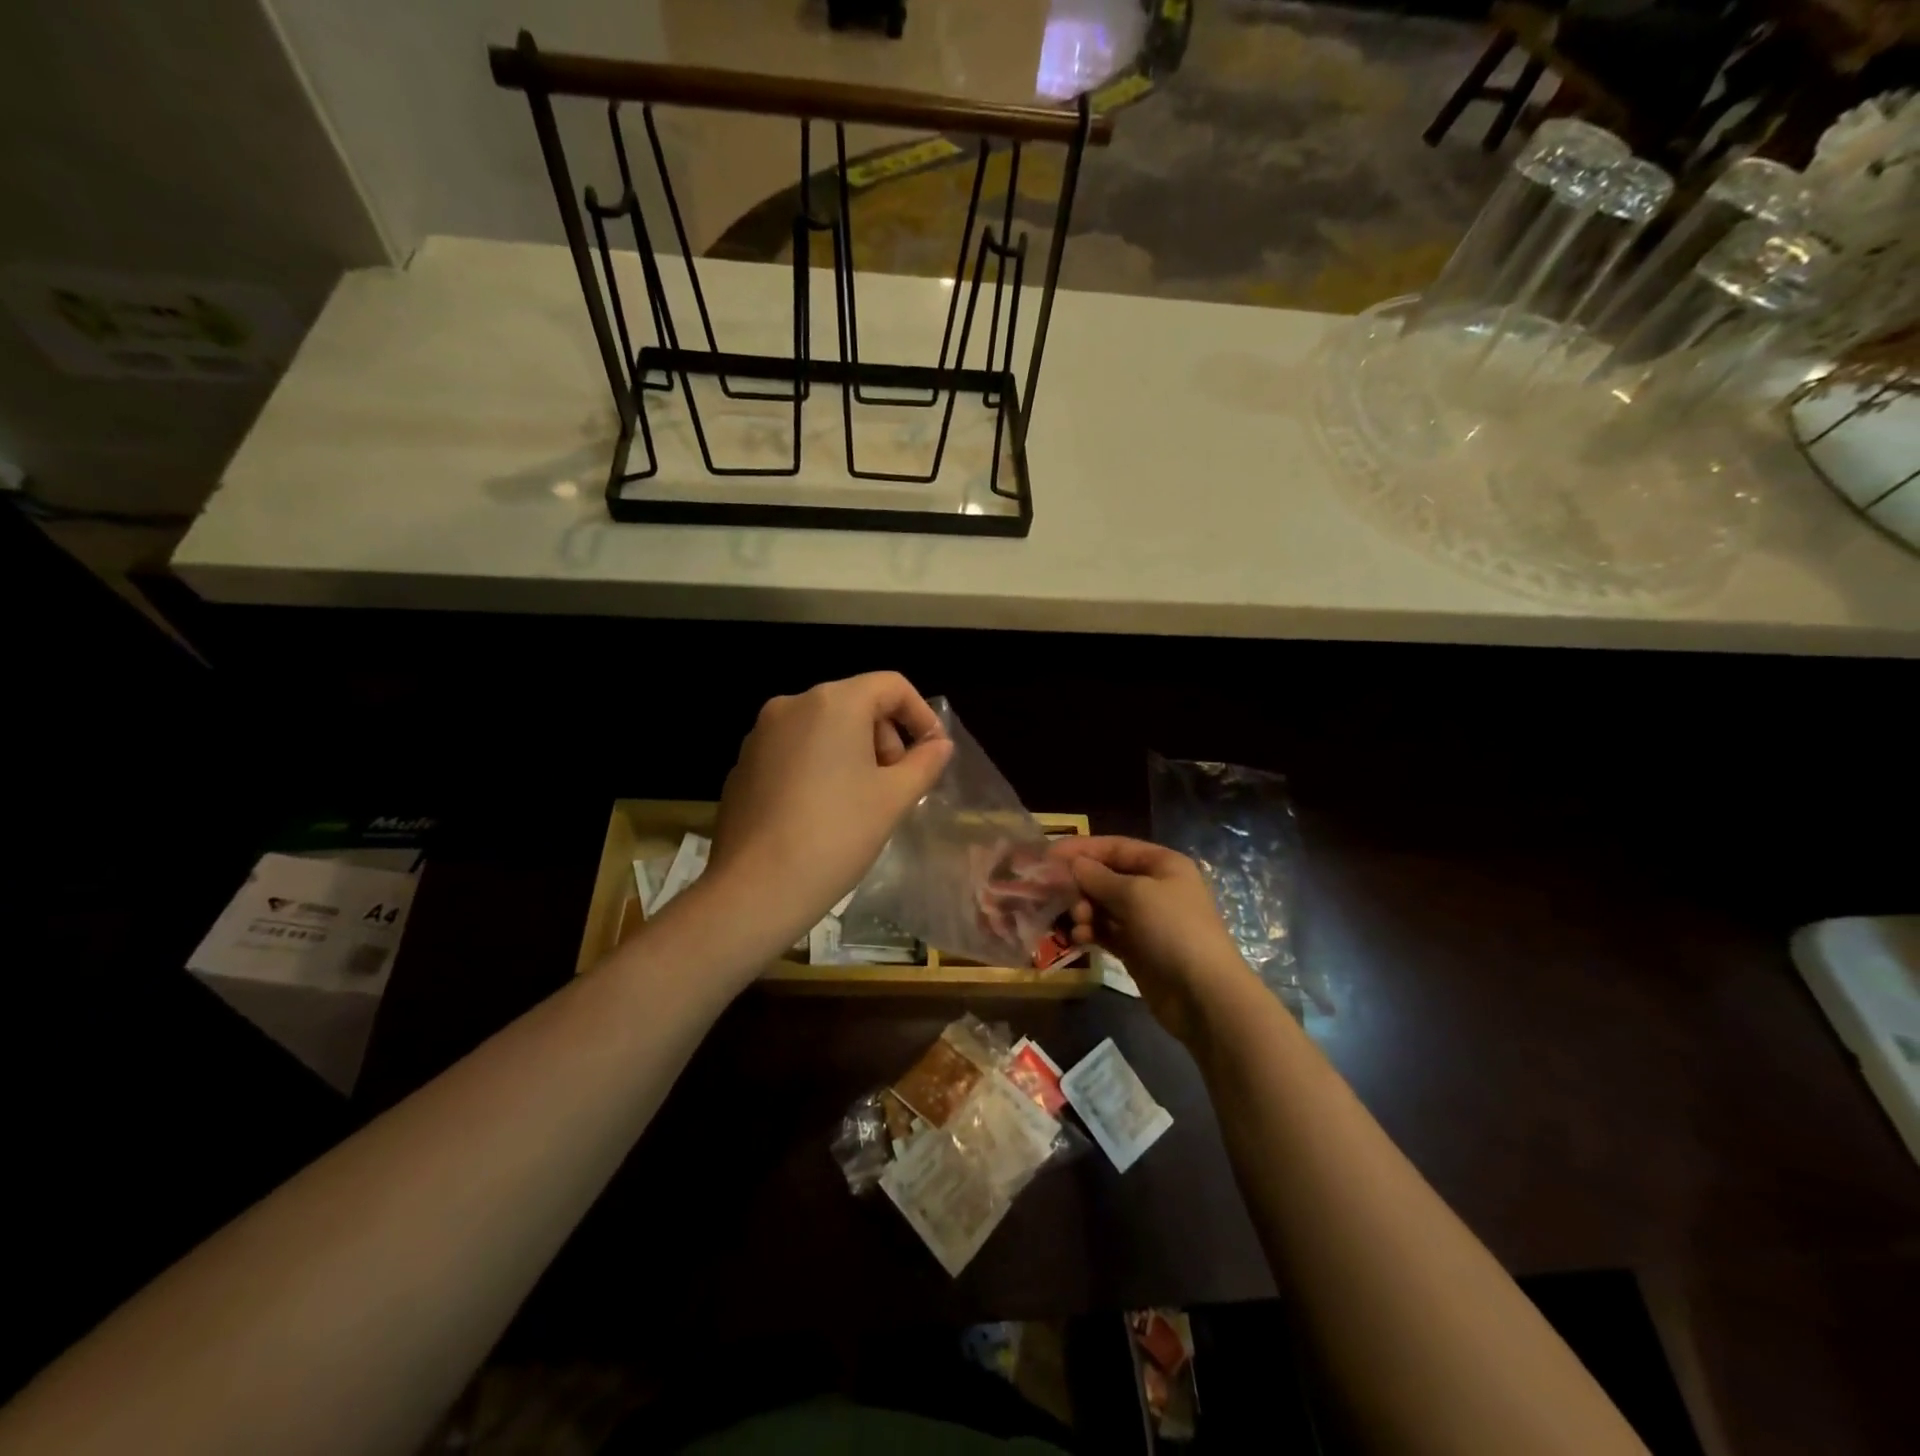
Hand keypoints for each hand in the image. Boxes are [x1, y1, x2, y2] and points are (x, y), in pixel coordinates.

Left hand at [704, 672, 952, 952]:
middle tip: (896, 784)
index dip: (921, 715)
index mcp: (832, 703)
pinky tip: (822, 813)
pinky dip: (818, 767)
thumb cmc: (837, 834)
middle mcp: (791, 705)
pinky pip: (794, 751)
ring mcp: (760, 734)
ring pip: (823, 728)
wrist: (755, 888)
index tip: (932, 753)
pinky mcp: (743, 764)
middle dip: (885, 738)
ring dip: (853, 753)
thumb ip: (924, 763)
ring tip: (862, 802)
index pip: (891, 686)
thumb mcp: (893, 798)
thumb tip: (939, 746)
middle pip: (855, 704)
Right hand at [1051, 836, 1251, 1044]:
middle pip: (1106, 876)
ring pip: (1103, 905)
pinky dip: (1090, 931)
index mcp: (1162, 864)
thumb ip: (1098, 877)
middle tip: (1056, 896)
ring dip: (1083, 910)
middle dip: (1080, 884)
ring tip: (1076, 923)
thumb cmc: (1172, 930)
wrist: (1204, 995)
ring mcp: (1146, 920)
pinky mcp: (1137, 948)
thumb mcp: (1135, 894)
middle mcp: (1154, 887)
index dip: (1081, 849)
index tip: (1047, 856)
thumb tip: (1072, 864)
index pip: (1114, 847)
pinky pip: (1106, 931)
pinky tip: (1078, 938)